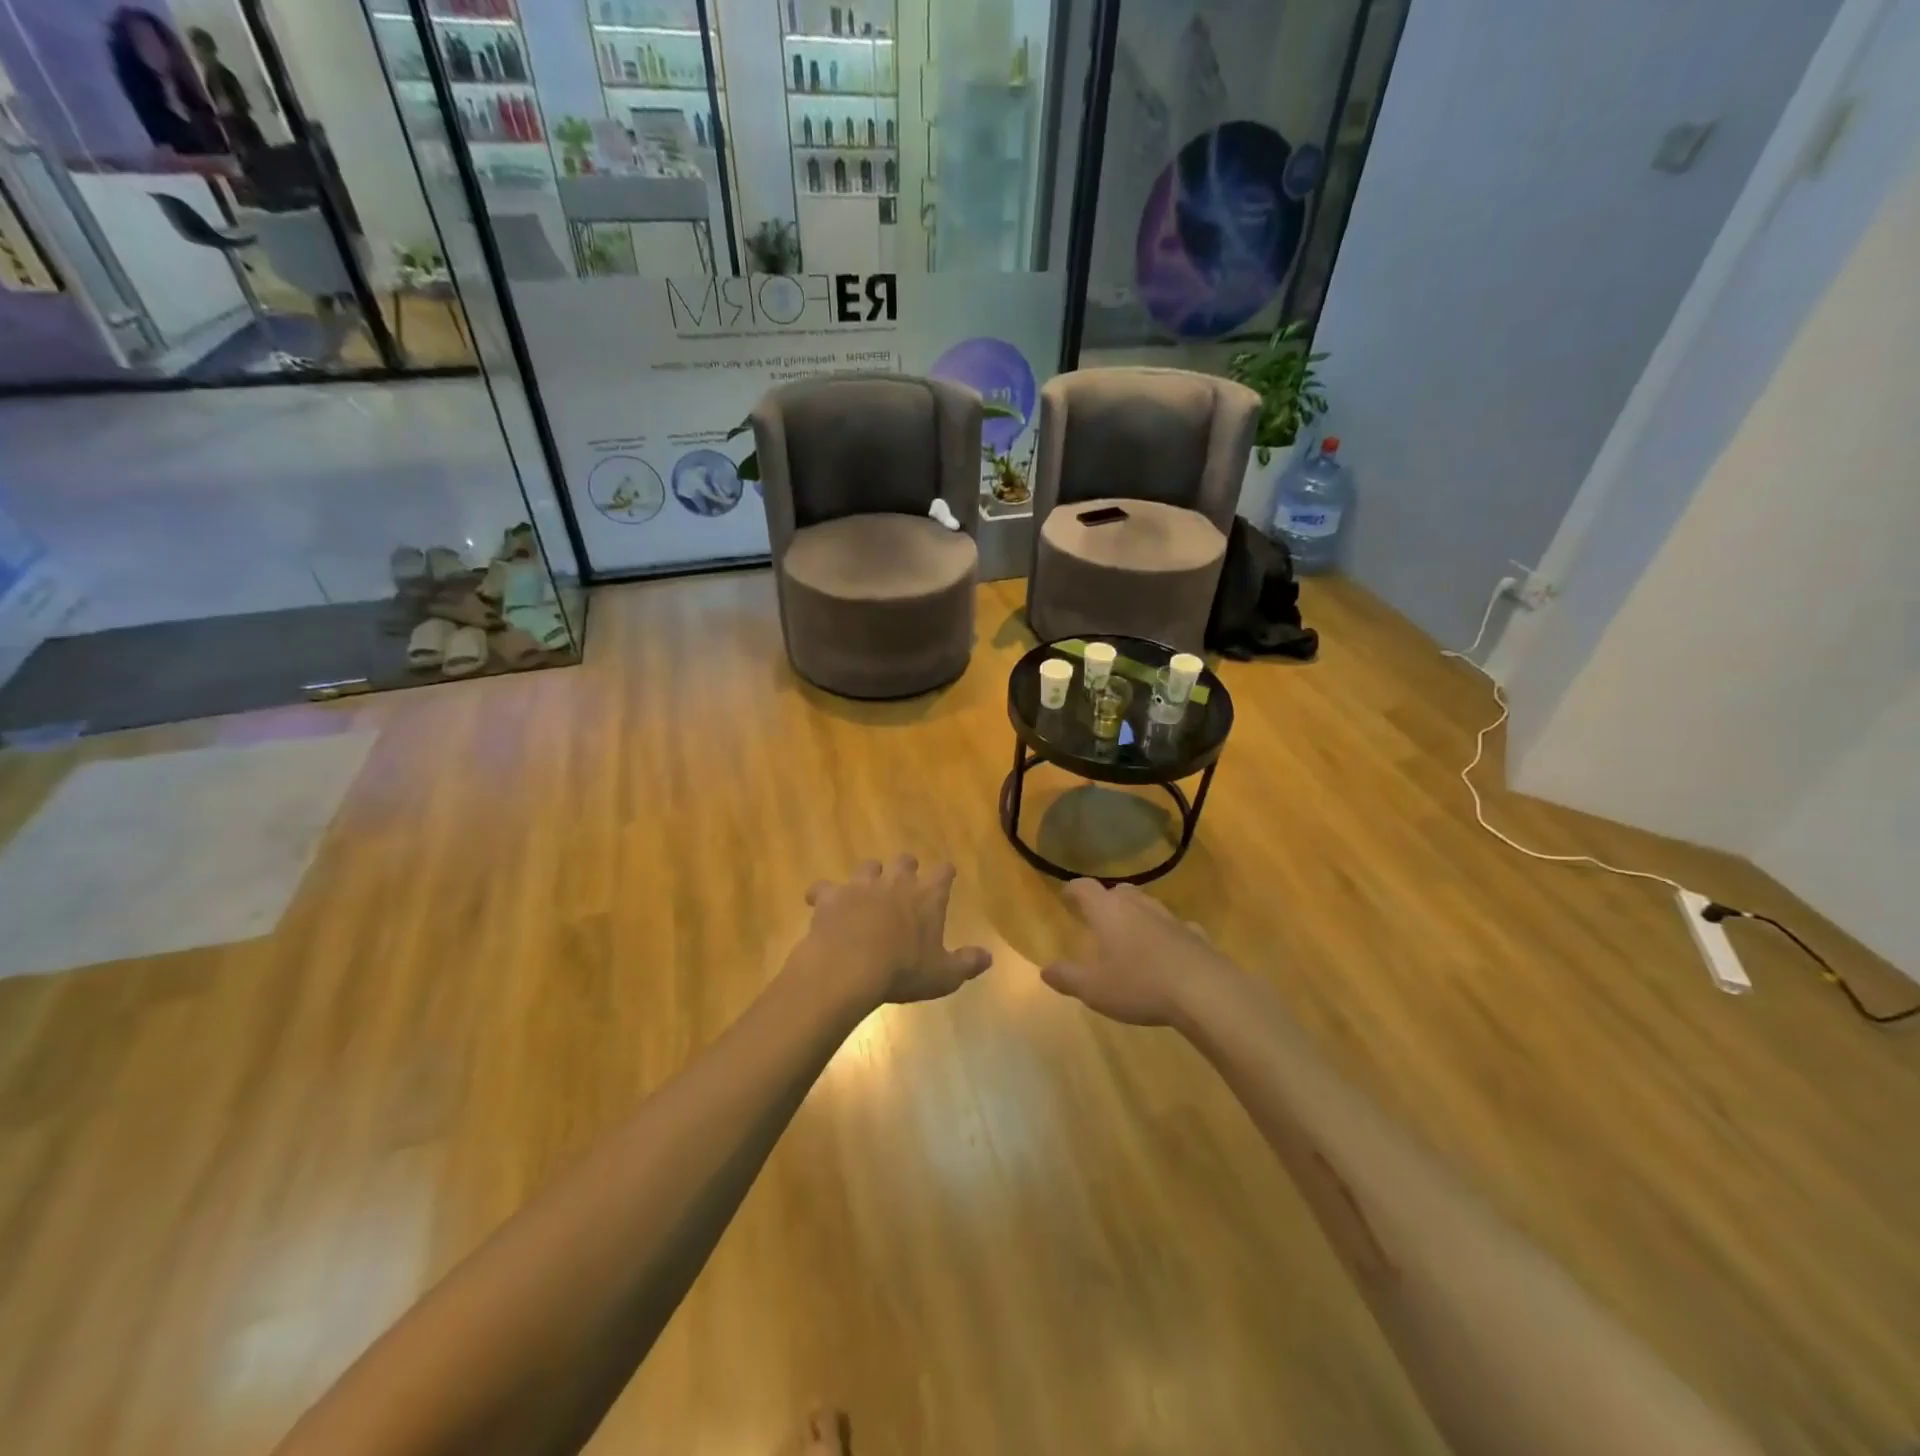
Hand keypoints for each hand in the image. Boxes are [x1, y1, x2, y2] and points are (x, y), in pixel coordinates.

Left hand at [798, 856, 991, 1007]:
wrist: (849, 968)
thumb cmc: (903, 971)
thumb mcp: (943, 975)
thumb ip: (967, 963)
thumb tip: (989, 957)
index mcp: (927, 896)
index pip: (943, 872)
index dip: (945, 873)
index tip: (946, 876)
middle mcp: (895, 882)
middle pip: (904, 860)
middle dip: (905, 868)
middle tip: (904, 882)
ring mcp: (861, 886)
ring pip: (868, 866)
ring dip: (869, 876)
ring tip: (866, 891)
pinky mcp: (831, 896)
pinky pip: (824, 888)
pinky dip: (824, 894)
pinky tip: (821, 902)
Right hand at [1042, 879, 1239, 1026]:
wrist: (1205, 992)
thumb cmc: (1140, 985)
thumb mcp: (1094, 989)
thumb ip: (1067, 978)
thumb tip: (1045, 970)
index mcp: (1108, 911)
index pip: (1085, 888)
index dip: (1074, 890)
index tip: (1067, 895)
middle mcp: (1139, 906)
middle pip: (1119, 891)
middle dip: (1107, 900)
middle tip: (1099, 916)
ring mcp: (1170, 918)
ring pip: (1148, 906)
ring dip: (1137, 915)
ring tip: (1131, 934)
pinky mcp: (1196, 935)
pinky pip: (1176, 928)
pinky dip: (1167, 935)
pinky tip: (1168, 952)